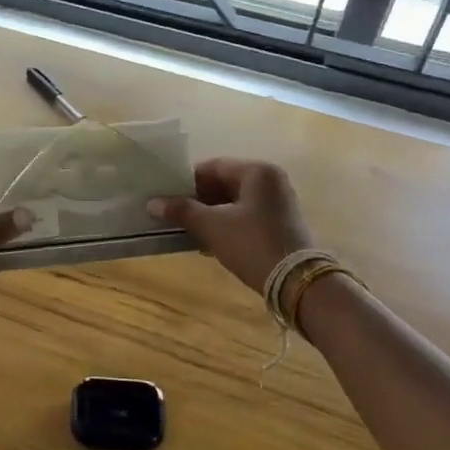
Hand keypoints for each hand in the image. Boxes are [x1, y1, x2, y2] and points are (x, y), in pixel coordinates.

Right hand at [148, 158, 313, 294]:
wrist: (296, 282)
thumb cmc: (252, 244)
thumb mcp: (213, 226)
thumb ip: (183, 211)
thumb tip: (153, 203)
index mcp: (257, 171)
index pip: (212, 167)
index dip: (186, 182)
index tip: (166, 197)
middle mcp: (271, 180)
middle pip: (224, 182)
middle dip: (198, 200)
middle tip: (174, 215)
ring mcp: (278, 202)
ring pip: (234, 201)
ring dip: (211, 214)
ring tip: (188, 230)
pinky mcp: (281, 222)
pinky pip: (246, 215)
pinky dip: (227, 224)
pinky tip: (209, 241)